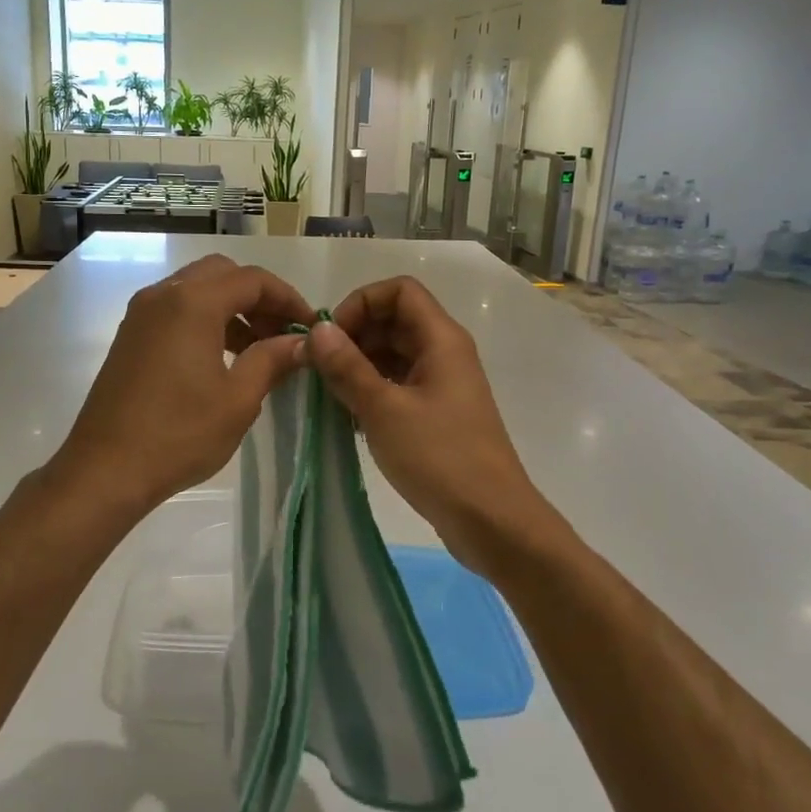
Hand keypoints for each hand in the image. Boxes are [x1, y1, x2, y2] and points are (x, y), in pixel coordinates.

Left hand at [51, 255, 311, 520]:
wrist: (105, 470)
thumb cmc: (179, 434)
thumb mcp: (239, 399)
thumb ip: (272, 359)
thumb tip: (301, 342)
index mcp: (192, 302)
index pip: (253, 280)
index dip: (288, 299)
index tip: (310, 327)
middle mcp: (163, 295)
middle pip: (222, 274)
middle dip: (258, 298)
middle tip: (281, 333)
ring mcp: (141, 314)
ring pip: (197, 290)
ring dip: (231, 308)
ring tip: (257, 350)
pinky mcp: (130, 336)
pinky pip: (176, 310)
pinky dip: (204, 320)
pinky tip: (221, 359)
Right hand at [302, 276, 551, 575]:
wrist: (492, 520)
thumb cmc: (439, 458)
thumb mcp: (383, 409)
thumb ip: (347, 366)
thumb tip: (318, 330)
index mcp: (441, 339)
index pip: (399, 291)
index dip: (361, 303)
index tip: (332, 338)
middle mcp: (445, 353)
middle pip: (395, 320)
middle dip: (355, 336)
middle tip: (322, 369)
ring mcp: (443, 384)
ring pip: (395, 354)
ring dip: (360, 365)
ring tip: (330, 395)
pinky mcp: (439, 414)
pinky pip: (400, 384)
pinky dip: (373, 390)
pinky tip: (350, 417)